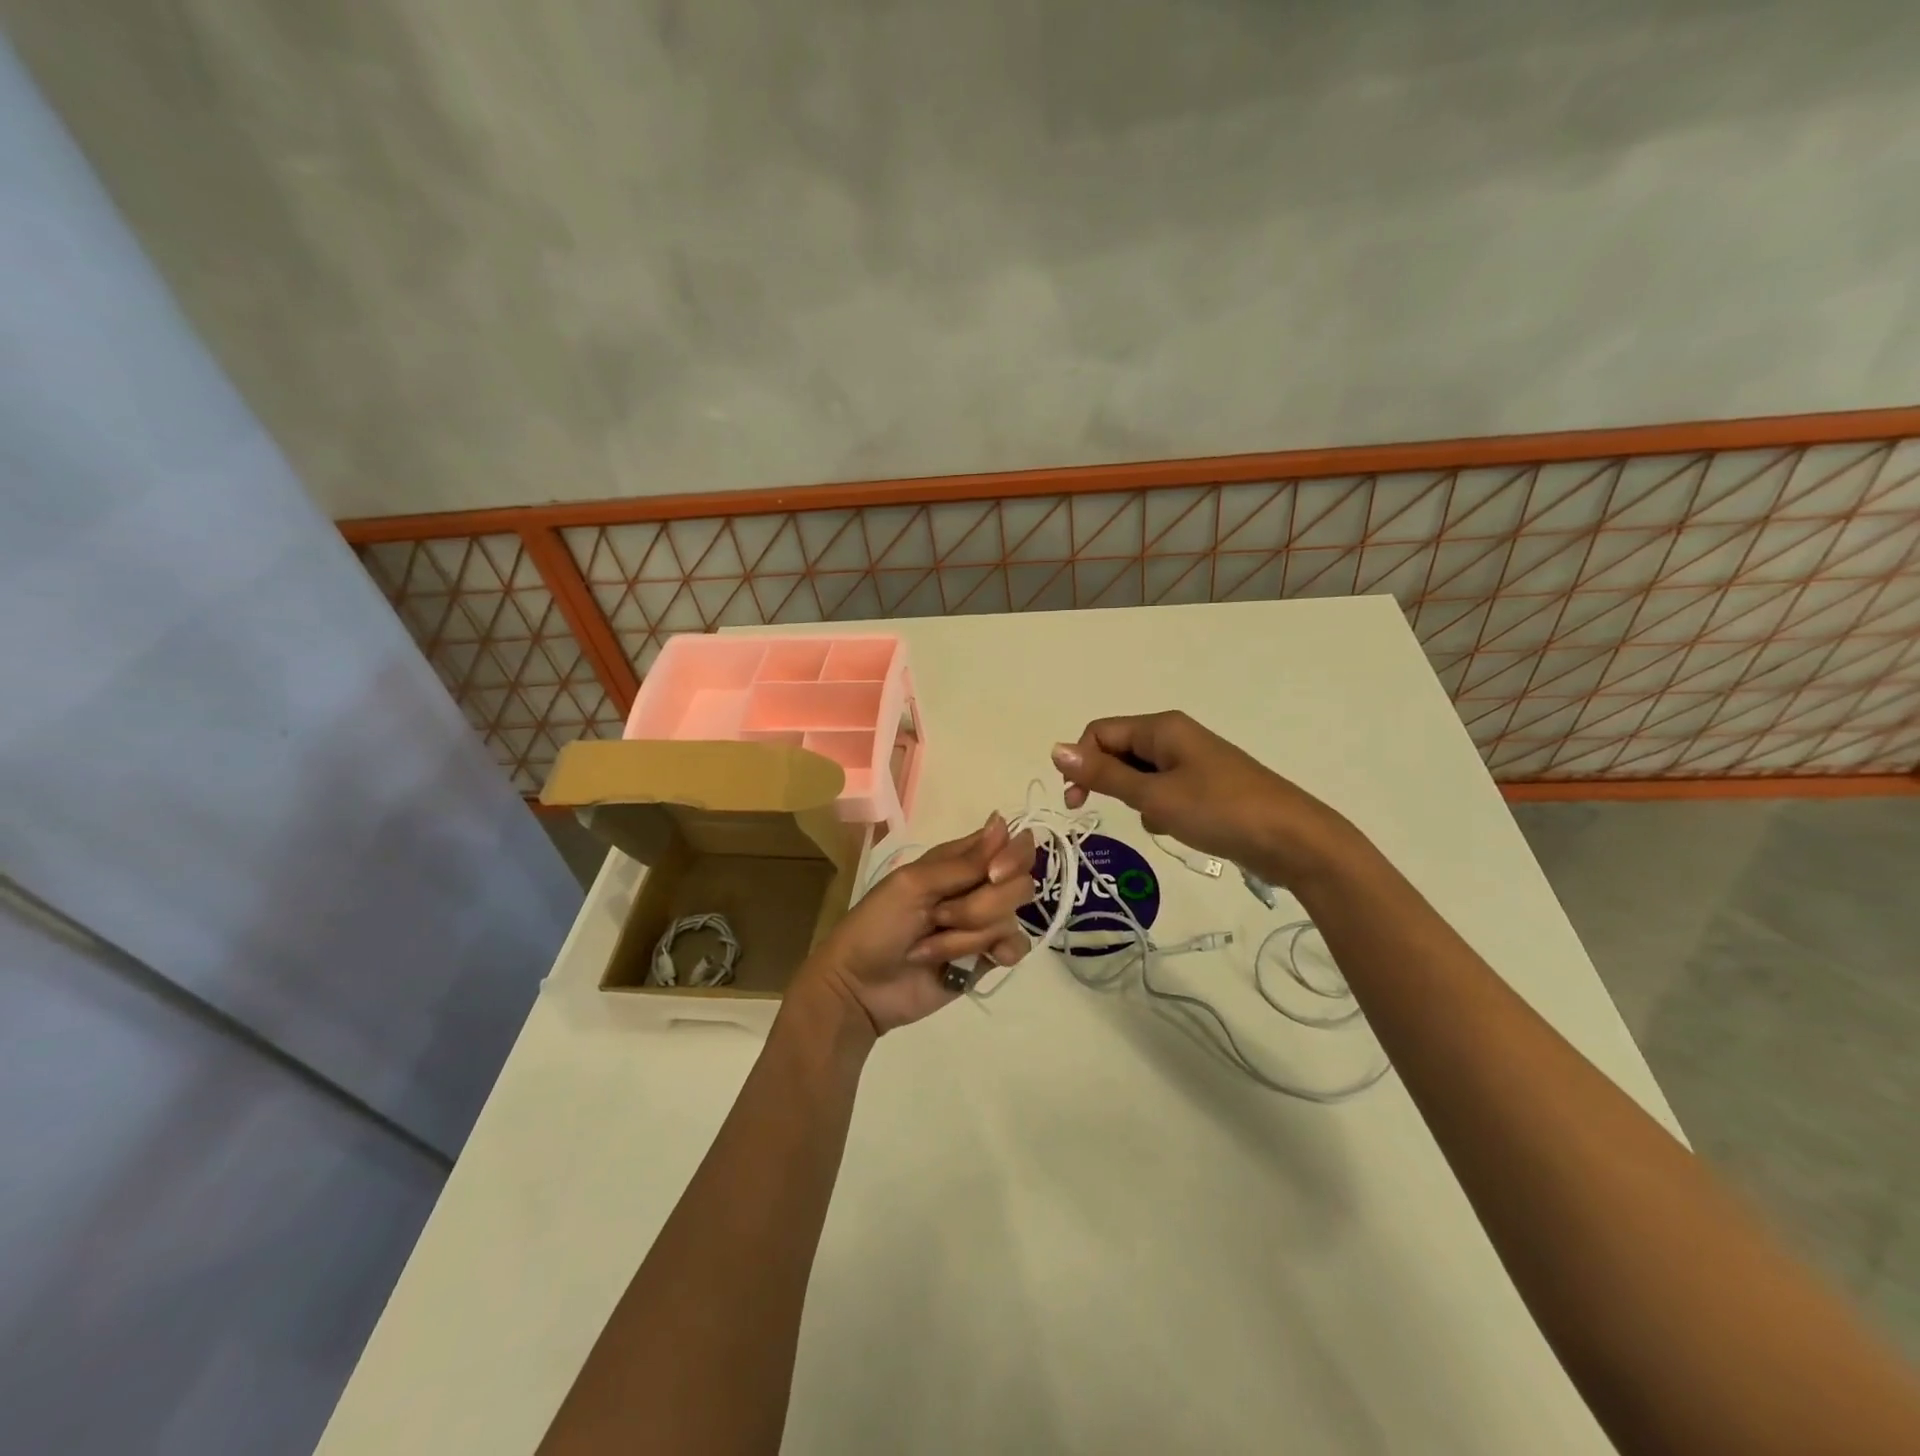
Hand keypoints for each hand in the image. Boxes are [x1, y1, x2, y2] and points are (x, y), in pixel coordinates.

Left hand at [797, 815, 1035, 1035]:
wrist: (859, 988)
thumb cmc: (877, 925)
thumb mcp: (913, 885)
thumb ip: (964, 862)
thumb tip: (1002, 822)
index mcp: (957, 862)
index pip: (1008, 844)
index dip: (1013, 856)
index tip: (993, 874)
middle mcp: (977, 887)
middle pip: (1018, 884)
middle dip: (980, 906)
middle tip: (939, 917)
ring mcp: (983, 924)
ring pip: (1011, 918)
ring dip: (967, 937)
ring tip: (930, 948)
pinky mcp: (986, 958)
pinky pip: (1016, 947)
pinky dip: (998, 954)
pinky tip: (979, 962)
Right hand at [1051, 711, 1353, 888]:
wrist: (1293, 840)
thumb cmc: (1219, 811)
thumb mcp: (1154, 796)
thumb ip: (1104, 774)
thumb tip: (1055, 749)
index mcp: (1162, 727)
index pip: (1100, 733)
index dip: (1081, 763)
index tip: (1077, 802)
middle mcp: (1176, 736)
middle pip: (1120, 750)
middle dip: (1109, 781)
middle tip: (1109, 812)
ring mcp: (1194, 761)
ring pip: (1141, 774)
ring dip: (1136, 798)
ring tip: (1157, 822)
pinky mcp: (1207, 785)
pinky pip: (1165, 789)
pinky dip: (1160, 808)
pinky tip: (1177, 828)